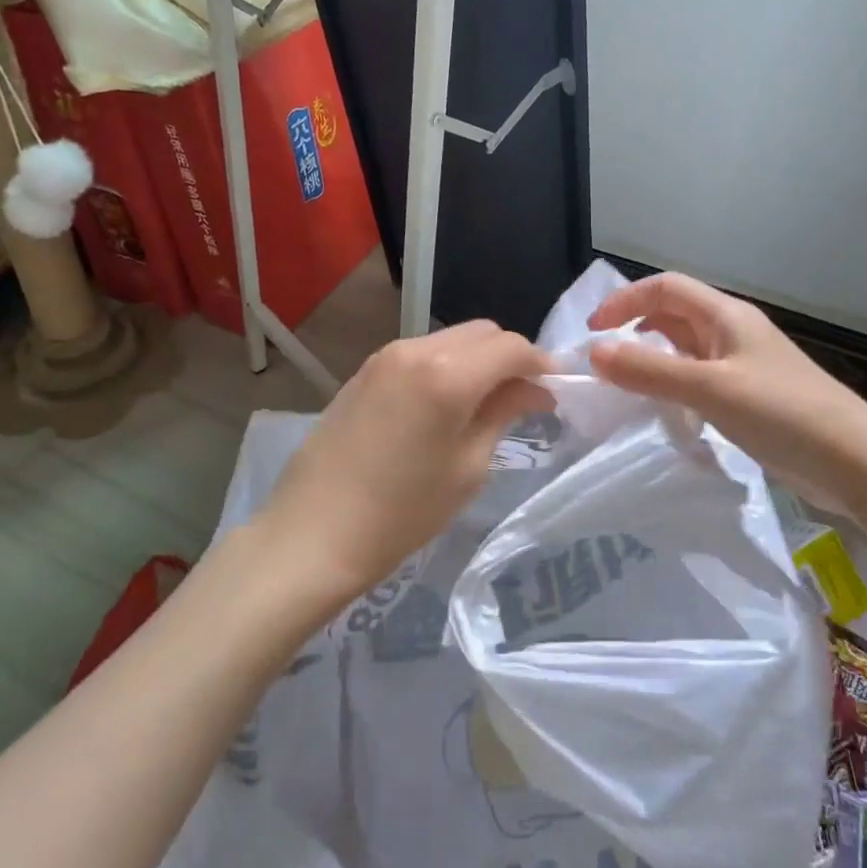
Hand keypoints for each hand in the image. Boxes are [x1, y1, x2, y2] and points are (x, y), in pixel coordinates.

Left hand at [256, 321, 554, 609]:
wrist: (312, 534)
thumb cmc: (402, 513)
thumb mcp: (468, 468)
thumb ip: (504, 413)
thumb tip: (534, 389)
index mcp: (448, 374)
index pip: (512, 347)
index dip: (540, 364)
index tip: (554, 391)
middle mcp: (417, 349)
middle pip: (482, 333)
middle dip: (510, 357)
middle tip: (524, 398)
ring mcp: (386, 356)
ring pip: (451, 340)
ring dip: (477, 361)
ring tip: (486, 403)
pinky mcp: (365, 370)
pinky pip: (422, 353)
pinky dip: (447, 367)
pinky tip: (446, 404)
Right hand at [586, 273, 866, 521]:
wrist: (856, 463)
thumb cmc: (784, 414)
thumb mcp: (710, 390)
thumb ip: (650, 370)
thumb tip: (593, 352)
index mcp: (726, 316)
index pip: (665, 288)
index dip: (625, 301)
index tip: (593, 333)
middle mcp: (733, 332)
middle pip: (674, 314)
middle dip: (634, 328)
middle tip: (602, 361)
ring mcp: (742, 366)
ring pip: (685, 349)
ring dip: (652, 359)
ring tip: (623, 385)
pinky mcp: (748, 397)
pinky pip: (699, 379)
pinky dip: (673, 386)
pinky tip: (663, 410)